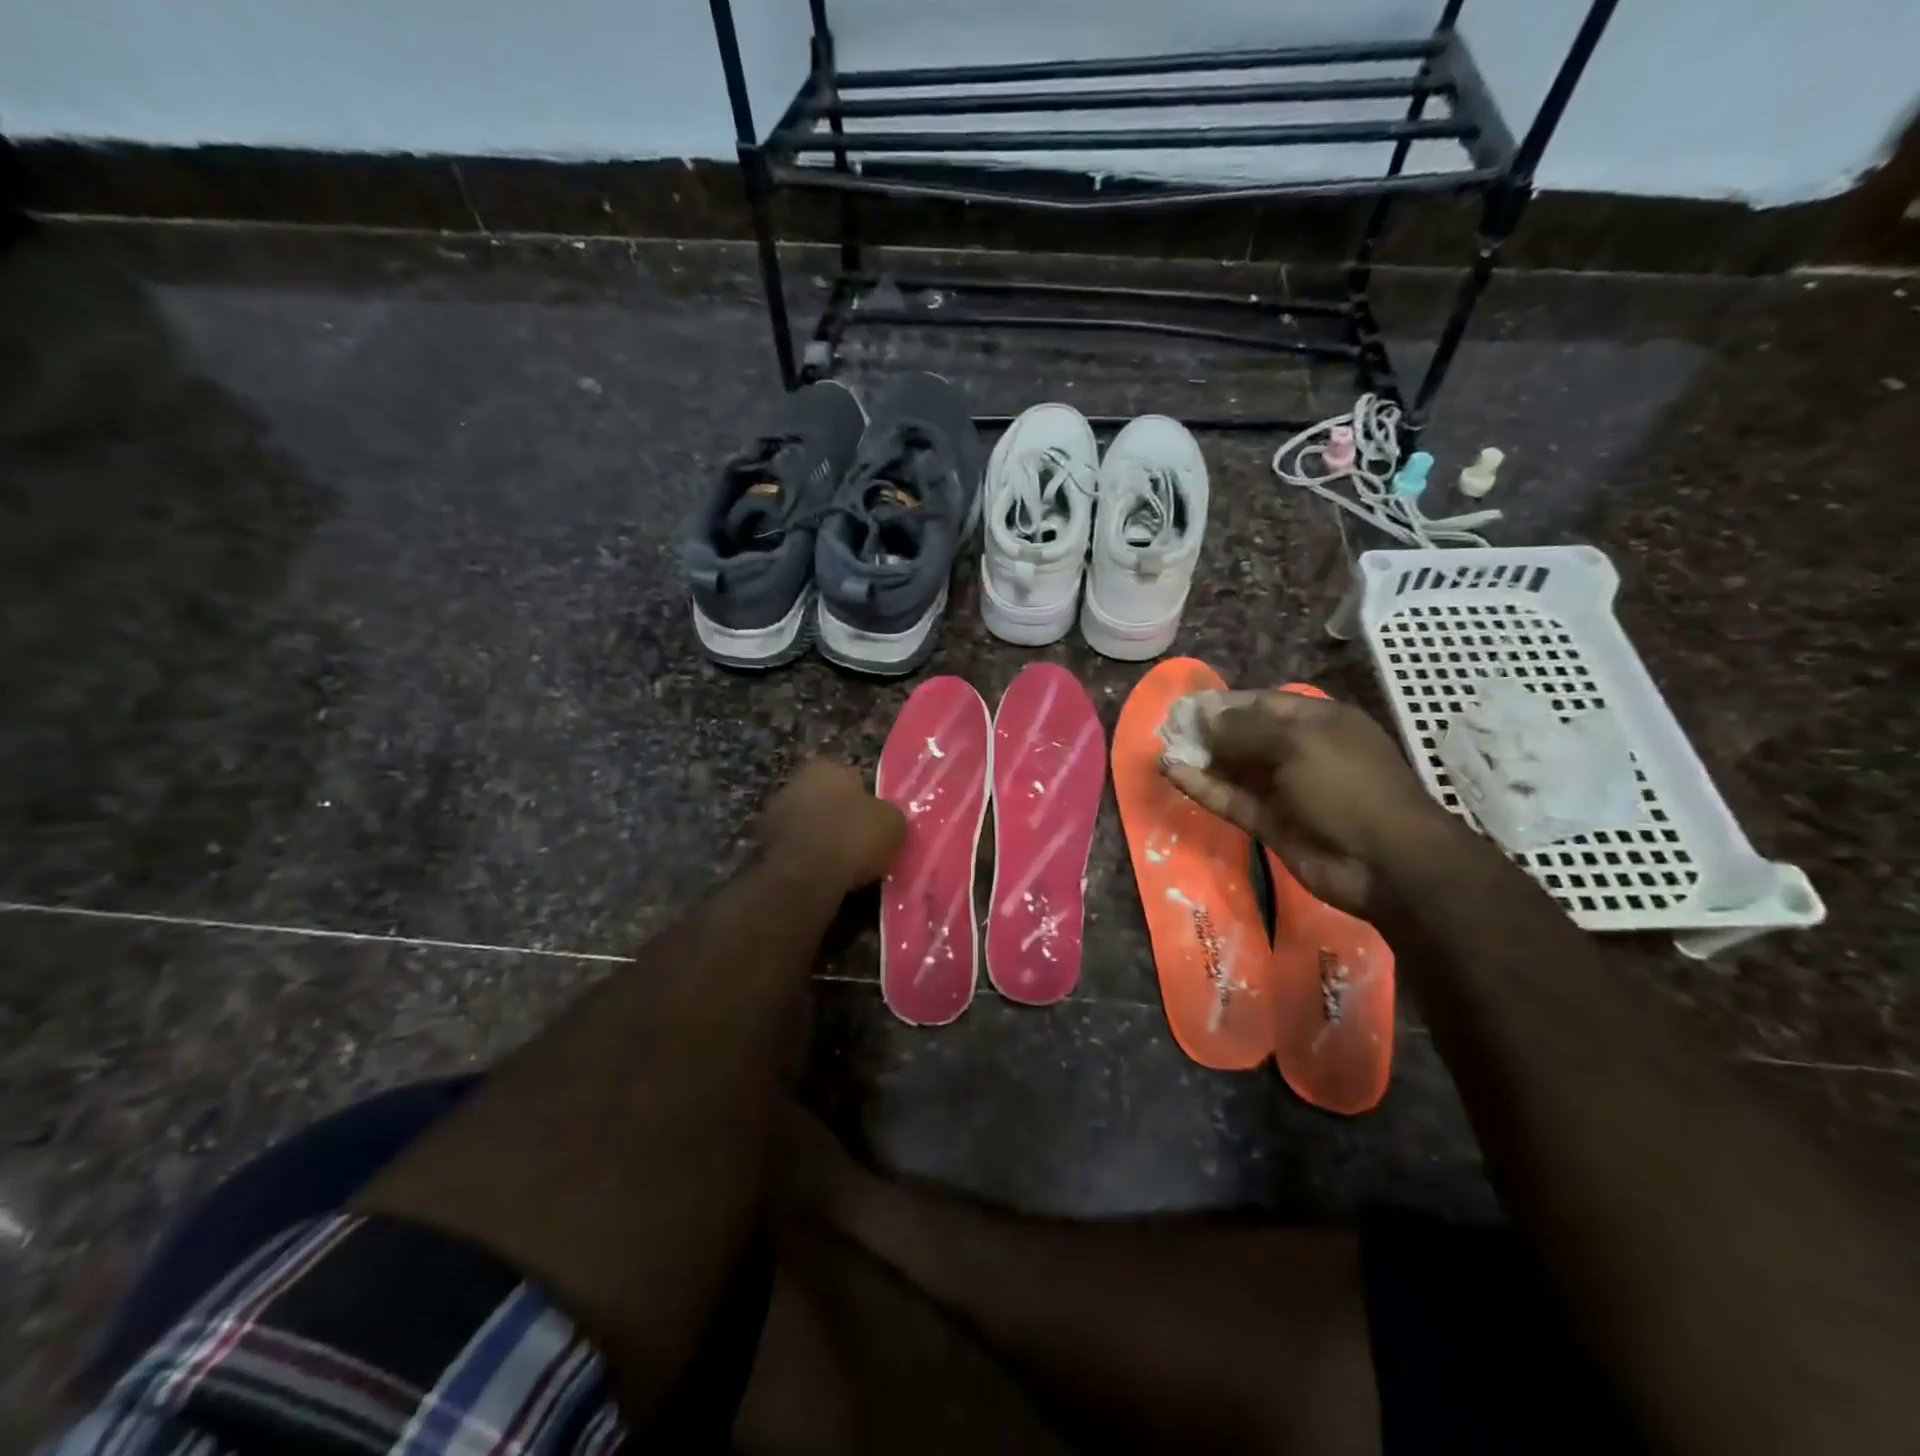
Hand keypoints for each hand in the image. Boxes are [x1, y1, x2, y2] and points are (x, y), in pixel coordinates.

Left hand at [760, 757, 905, 890]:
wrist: (807, 877)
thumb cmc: (853, 837)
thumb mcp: (893, 823)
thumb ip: (888, 814)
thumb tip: (885, 818)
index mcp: (826, 766)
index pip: (851, 776)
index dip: (865, 799)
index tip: (873, 820)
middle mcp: (795, 781)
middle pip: (825, 797)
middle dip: (838, 815)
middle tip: (859, 840)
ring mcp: (774, 813)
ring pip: (807, 822)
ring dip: (820, 837)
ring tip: (842, 862)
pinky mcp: (762, 845)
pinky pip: (795, 848)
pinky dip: (806, 858)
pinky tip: (822, 875)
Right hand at [1161, 691, 1451, 917]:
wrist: (1385, 863)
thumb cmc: (1348, 786)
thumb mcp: (1298, 743)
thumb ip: (1245, 729)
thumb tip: (1204, 719)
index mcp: (1317, 722)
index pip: (1261, 704)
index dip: (1223, 704)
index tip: (1184, 706)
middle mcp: (1299, 751)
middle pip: (1244, 736)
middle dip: (1206, 731)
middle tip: (1166, 729)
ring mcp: (1284, 790)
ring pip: (1234, 769)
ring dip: (1200, 759)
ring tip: (1162, 749)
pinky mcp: (1270, 823)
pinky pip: (1231, 799)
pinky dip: (1204, 788)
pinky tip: (1174, 774)